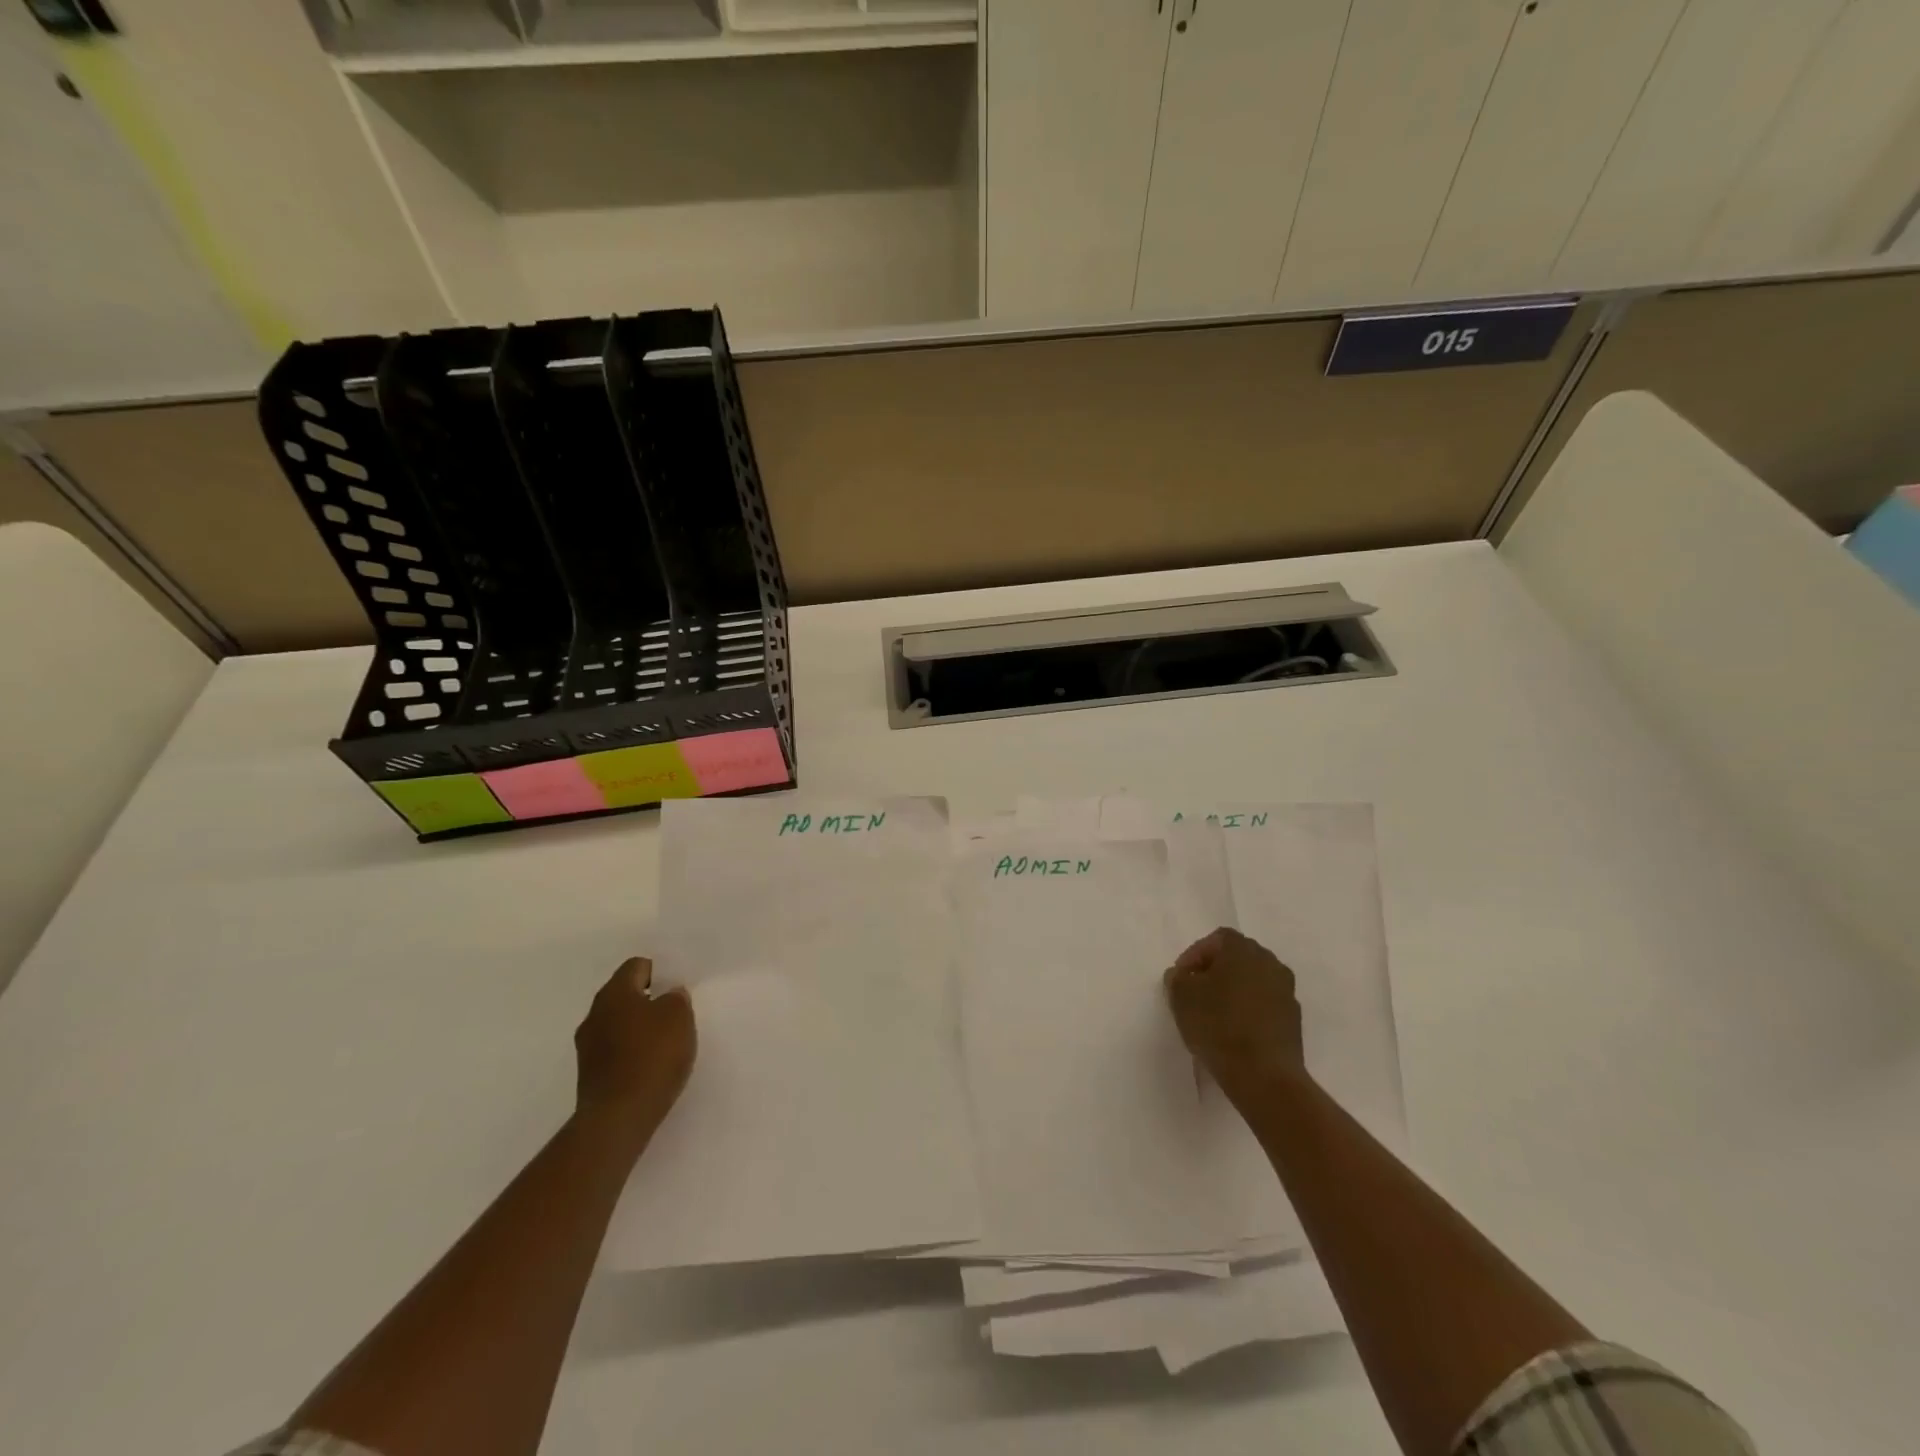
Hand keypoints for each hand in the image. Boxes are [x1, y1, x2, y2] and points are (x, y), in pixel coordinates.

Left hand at [573, 956, 695, 1157]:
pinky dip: (631, 1052)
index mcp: (614, 993)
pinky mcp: (589, 1074)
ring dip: (639, 1028)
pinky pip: (614, 1050)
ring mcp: (587, 1046)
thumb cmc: (652, 1057)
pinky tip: (650, 1066)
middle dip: (648, 1001)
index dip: (659, 973)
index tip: (676, 990)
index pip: (636, 966)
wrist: (618, 1118)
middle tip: (674, 1014)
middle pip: (625, 995)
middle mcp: (594, 1014)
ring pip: (618, 1024)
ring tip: (665, 1043)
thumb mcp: (679, 1017)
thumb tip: (669, 995)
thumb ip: (676, 998)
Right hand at [1164, 928, 1307, 1106]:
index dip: (1195, 954)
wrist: (1264, 1076)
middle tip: (1195, 992)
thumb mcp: (1181, 997)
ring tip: (1214, 1014)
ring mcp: (1286, 992)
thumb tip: (1183, 975)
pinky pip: (1265, 1005)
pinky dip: (1249, 1011)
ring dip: (1233, 991)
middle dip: (1215, 971)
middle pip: (1238, 957)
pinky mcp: (1294, 1020)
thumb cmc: (1218, 1026)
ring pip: (1253, 981)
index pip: (1217, 939)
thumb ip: (1177, 978)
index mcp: (1243, 949)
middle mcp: (1270, 963)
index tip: (1181, 978)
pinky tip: (1234, 1032)